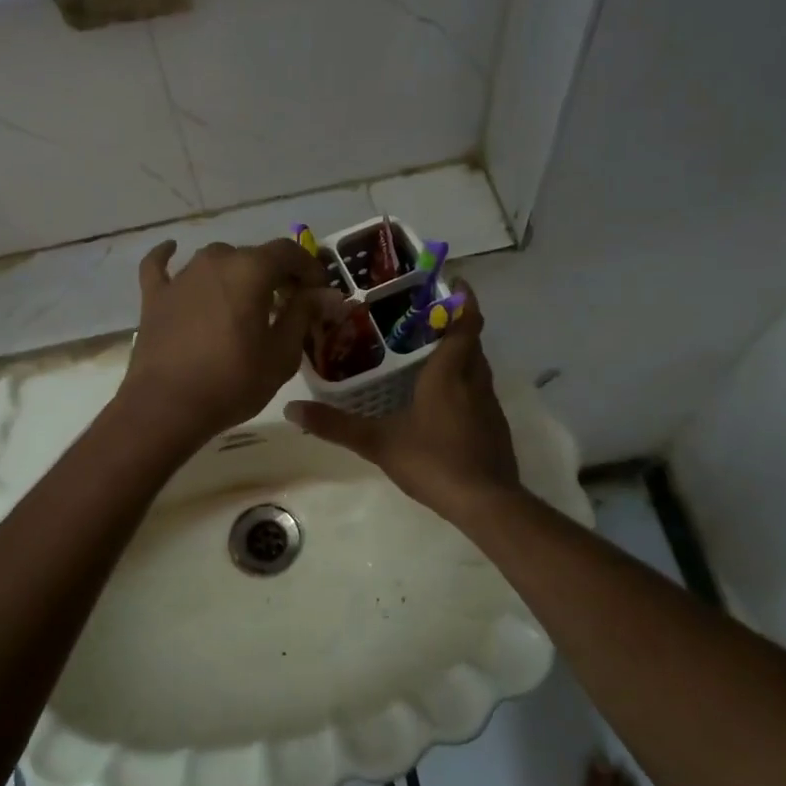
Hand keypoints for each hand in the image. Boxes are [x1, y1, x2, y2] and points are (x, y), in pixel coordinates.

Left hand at [117, 238, 334, 448]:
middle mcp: (215, 261)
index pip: (288, 252)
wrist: (167, 407)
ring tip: (245, 300)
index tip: (318, 291)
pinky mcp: (155, 296)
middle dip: (275, 274)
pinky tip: (171, 250)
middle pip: (253, 256)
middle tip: (288, 304)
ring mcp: (181, 277)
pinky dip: (168, 257)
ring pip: (216, 261)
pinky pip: (160, 266)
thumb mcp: (282, 354)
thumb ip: (304, 314)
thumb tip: (327, 294)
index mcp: (251, 270)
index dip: (309, 267)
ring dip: (235, 273)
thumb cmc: (233, 382)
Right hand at [285, 285, 519, 517]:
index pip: (465, 322)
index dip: (464, 299)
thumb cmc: (433, 461)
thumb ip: (336, 425)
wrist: (486, 504)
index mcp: (450, 372)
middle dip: (453, 325)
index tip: (453, 281)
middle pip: (471, 341)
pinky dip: (463, 384)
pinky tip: (439, 401)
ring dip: (459, 355)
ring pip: (476, 367)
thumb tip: (291, 410)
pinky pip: (478, 392)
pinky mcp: (494, 427)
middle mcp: (475, 380)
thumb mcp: (378, 442)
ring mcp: (489, 405)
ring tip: (426, 354)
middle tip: (421, 318)